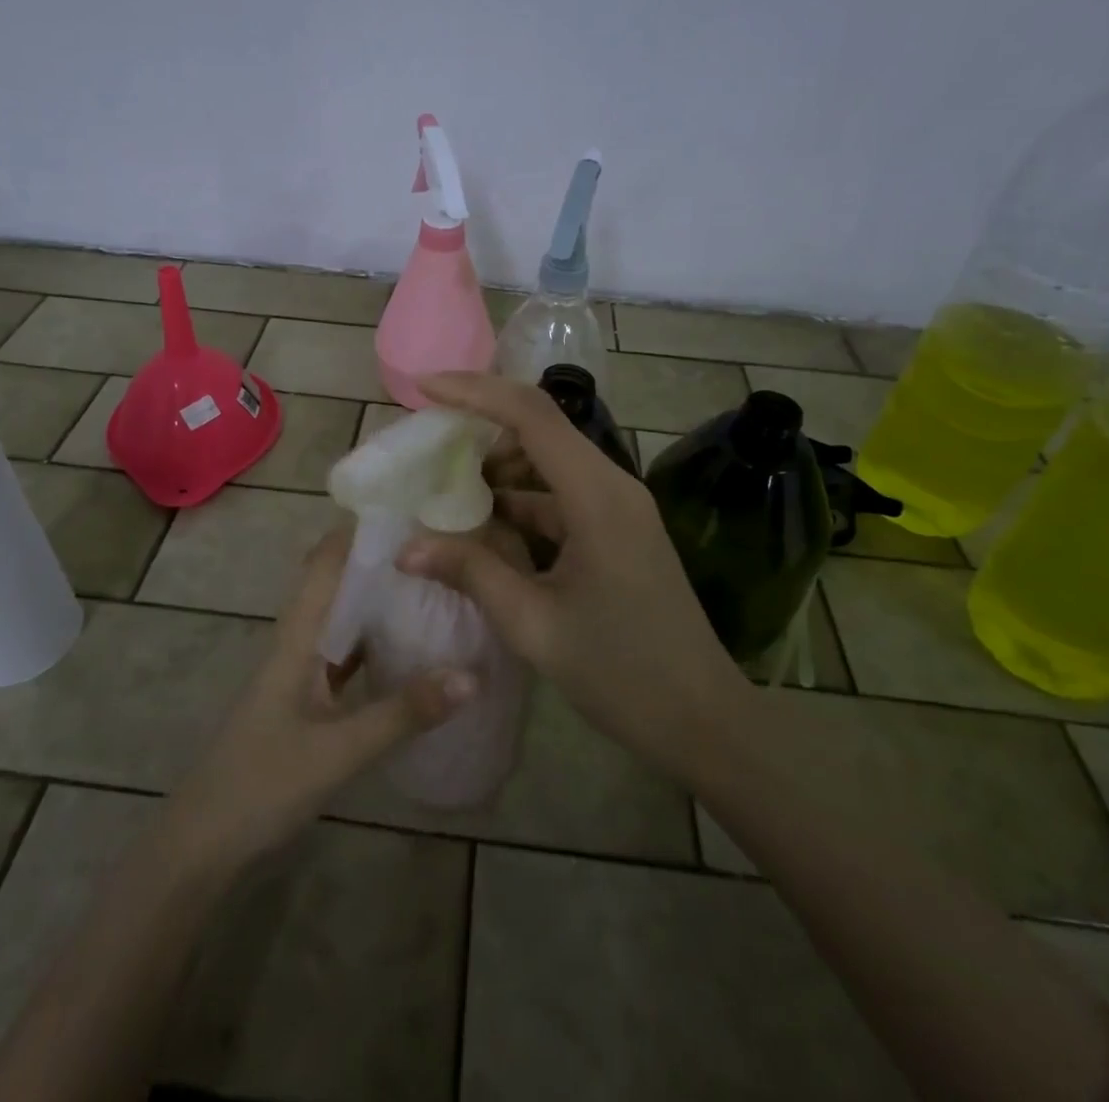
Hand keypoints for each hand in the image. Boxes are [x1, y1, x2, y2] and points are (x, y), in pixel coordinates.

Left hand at [161, 526, 476, 873]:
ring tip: (433, 584)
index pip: (326, 561)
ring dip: (377, 599)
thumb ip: (404, 713)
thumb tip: (472, 674)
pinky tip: (407, 647)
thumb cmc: (261, 784)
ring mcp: (299, 672)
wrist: (202, 845)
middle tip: (438, 545)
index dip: (360, 530)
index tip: (411, 508)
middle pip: (337, 583)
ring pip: (342, 619)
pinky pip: (344, 655)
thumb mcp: (339, 750)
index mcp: (297, 636)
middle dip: (380, 561)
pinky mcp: (305, 700)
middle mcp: (297, 642)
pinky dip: (373, 642)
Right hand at [398, 371, 750, 789]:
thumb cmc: (621, 674)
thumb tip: (406, 548)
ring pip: (549, 464)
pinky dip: (521, 503)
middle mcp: (612, 486)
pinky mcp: (617, 530)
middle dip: (481, 429)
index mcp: (597, 496)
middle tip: (427, 447)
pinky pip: (561, 498)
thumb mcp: (533, 624)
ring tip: (447, 492)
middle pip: (540, 430)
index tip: (424, 388)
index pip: (532, 415)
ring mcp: (619, 508)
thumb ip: (471, 573)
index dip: (475, 391)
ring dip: (500, 470)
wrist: (702, 720)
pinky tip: (485, 529)